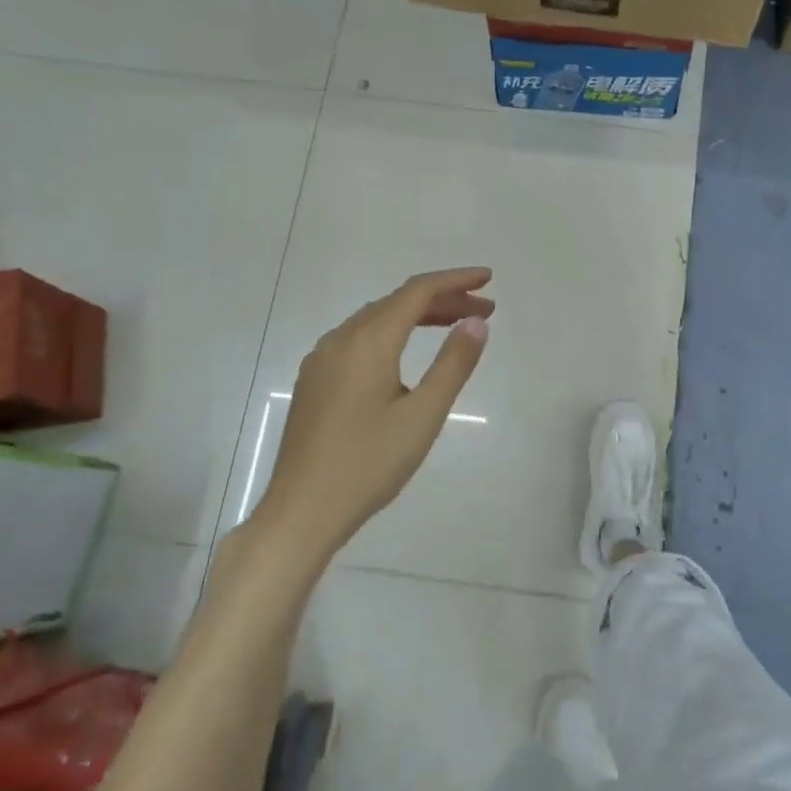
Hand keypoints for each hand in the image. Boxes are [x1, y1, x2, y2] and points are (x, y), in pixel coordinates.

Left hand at [255, 268, 493, 555]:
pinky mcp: (314, 381)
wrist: (302, 511)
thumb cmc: (369, 464)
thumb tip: (476, 323)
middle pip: (397, 303)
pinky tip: (406, 353)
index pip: (417, 292)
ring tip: (454, 326)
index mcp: (368, 342)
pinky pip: (359, 339)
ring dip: (417, 316)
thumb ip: (453, 365)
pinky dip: (392, 333)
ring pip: (376, 320)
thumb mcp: (423, 416)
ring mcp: (322, 360)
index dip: (455, 280)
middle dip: (442, 299)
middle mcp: (341, 340)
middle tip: (483, 310)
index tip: (488, 279)